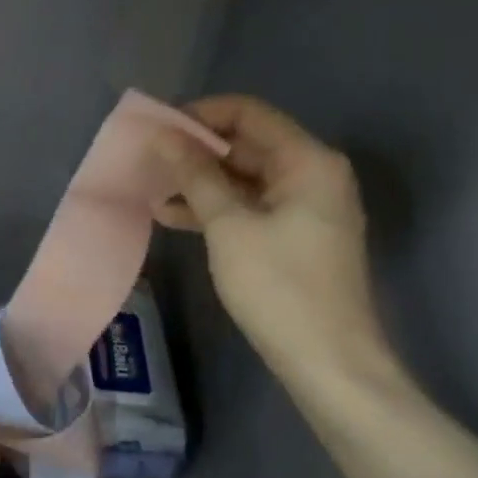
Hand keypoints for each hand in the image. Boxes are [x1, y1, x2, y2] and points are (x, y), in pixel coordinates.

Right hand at [154, 95, 397, 397]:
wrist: (329, 363)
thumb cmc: (279, 287)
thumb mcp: (229, 226)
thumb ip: (196, 175)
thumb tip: (163, 135)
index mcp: (308, 161)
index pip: (249, 114)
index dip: (201, 115)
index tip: (158, 128)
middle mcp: (313, 174)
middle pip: (247, 144)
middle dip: (196, 151)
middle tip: (148, 160)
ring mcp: (307, 207)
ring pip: (245, 178)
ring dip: (200, 182)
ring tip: (152, 189)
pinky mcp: (296, 236)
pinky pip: (251, 207)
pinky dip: (216, 208)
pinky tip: (173, 217)